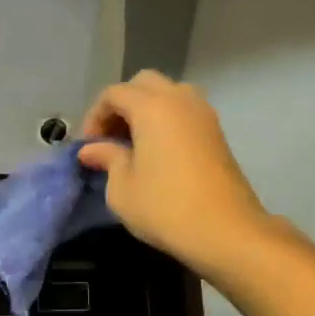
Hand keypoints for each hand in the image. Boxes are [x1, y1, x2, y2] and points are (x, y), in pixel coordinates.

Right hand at [77, 71, 273, 278]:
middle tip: (110, 137)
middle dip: (121, 104)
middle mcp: (180, 100)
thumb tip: (91, 149)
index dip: (95, 116)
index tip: (89, 146)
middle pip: (144, 84)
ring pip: (169, 93)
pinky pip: (184, 111)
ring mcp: (203, 115)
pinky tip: (156, 152)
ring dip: (146, 109)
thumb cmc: (164, 208)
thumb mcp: (122, 187)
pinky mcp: (217, 133)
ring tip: (133, 143)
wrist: (225, 231)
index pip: (114, 93)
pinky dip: (166, 120)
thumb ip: (106, 158)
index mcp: (152, 107)